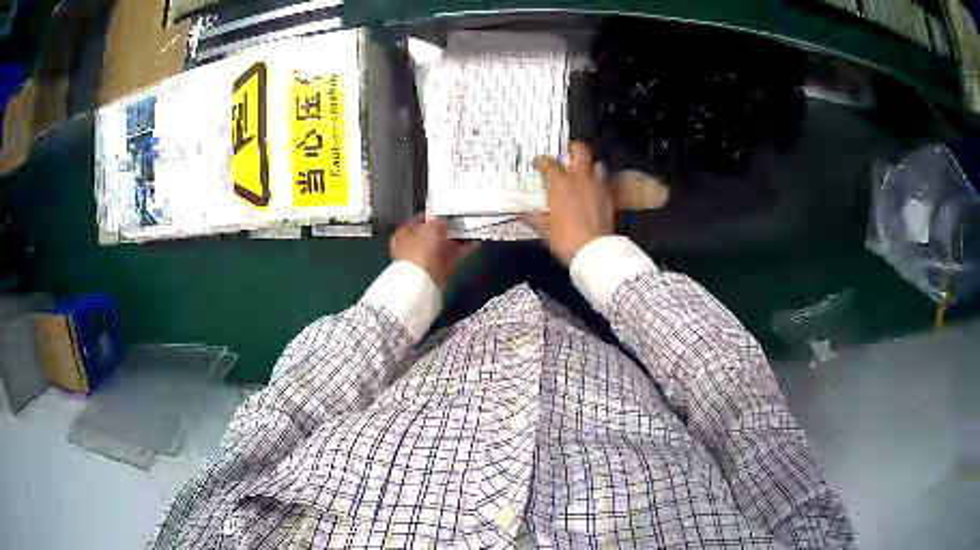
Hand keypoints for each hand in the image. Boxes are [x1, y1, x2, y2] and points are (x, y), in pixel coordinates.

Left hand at [391, 214, 477, 291]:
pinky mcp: (436, 272)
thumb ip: (439, 222)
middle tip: (461, 223)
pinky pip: (451, 259)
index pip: (418, 220)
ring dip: (456, 241)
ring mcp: (424, 261)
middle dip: (446, 230)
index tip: (446, 212)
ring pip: (442, 248)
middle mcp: (412, 247)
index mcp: (404, 233)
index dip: (433, 216)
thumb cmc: (421, 249)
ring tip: (472, 232)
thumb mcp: (431, 228)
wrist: (422, 282)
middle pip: (431, 235)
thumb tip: (444, 221)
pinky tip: (474, 246)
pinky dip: (461, 253)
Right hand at [524, 141, 613, 264]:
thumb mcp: (546, 230)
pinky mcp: (610, 197)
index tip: (538, 163)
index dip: (542, 161)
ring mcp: (598, 186)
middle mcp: (580, 179)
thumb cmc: (566, 239)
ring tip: (582, 173)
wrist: (595, 251)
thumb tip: (526, 215)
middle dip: (573, 148)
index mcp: (561, 184)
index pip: (549, 163)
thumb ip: (536, 219)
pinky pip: (604, 183)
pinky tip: (593, 192)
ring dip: (589, 166)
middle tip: (566, 154)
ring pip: (596, 164)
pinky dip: (598, 184)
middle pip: (580, 150)